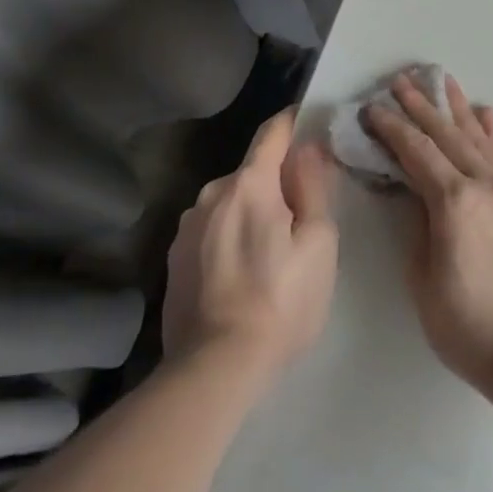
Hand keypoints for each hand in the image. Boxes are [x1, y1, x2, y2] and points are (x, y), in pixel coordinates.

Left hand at [160, 109, 339, 378]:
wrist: (214, 369)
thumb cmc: (281, 301)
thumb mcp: (318, 243)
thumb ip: (313, 187)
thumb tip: (308, 148)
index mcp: (249, 184)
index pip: (272, 132)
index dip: (295, 122)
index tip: (314, 126)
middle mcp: (211, 194)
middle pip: (253, 171)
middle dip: (278, 181)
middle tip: (304, 215)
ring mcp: (186, 227)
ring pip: (231, 202)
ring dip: (252, 210)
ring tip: (272, 251)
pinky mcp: (174, 259)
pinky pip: (212, 229)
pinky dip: (231, 236)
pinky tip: (242, 273)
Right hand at [364, 73, 492, 396]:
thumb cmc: (470, 327)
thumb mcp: (424, 282)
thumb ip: (417, 229)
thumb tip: (414, 195)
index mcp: (454, 203)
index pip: (417, 153)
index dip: (393, 128)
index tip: (374, 108)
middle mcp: (485, 184)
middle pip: (447, 135)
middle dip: (421, 107)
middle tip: (401, 81)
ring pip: (479, 137)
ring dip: (457, 108)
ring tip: (443, 81)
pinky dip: (492, 130)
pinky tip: (485, 114)